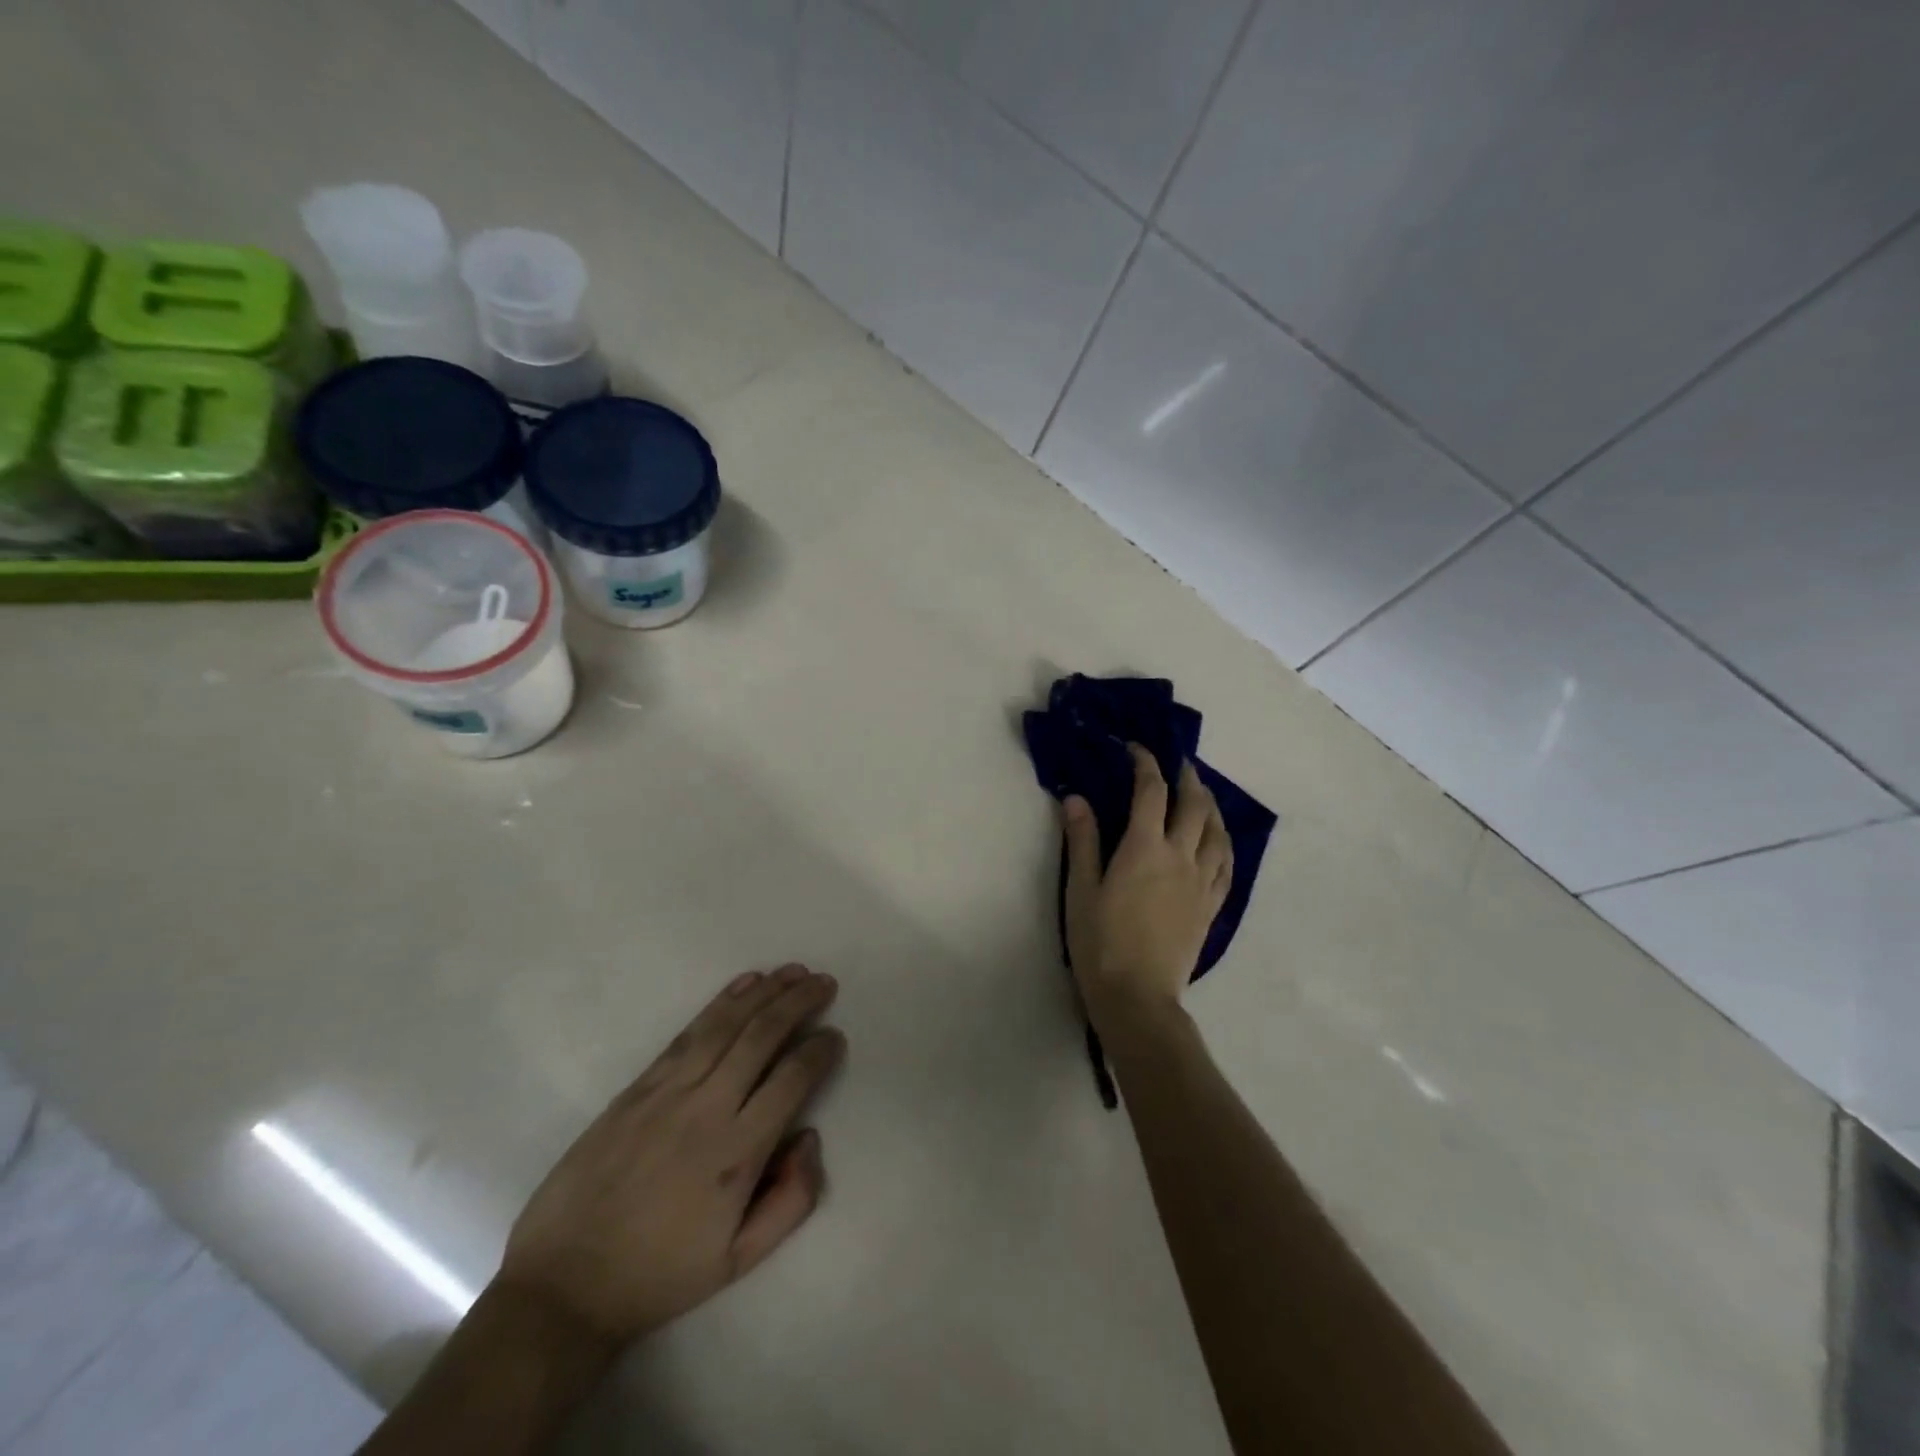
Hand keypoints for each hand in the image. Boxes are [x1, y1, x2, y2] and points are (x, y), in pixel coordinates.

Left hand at [496, 965, 843, 1350]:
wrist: (565, 1285)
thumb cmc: (660, 1274)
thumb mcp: (739, 1261)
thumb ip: (792, 1201)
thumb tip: (810, 1137)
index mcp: (737, 1154)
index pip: (792, 1080)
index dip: (820, 1051)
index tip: (835, 1037)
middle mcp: (707, 1109)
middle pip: (762, 1037)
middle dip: (799, 1002)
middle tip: (824, 982)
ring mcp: (668, 1092)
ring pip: (726, 1025)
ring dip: (765, 992)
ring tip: (793, 971)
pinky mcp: (639, 1087)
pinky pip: (688, 1032)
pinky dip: (721, 1003)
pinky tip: (744, 984)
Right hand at [1063, 746, 1231, 1034]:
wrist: (1138, 997)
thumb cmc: (1100, 942)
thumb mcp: (1080, 889)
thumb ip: (1082, 840)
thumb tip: (1077, 797)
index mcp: (1144, 848)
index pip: (1151, 791)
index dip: (1145, 763)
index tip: (1137, 748)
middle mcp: (1180, 856)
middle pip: (1194, 804)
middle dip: (1187, 776)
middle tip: (1179, 763)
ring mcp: (1201, 882)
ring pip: (1217, 831)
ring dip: (1211, 805)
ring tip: (1202, 795)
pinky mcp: (1210, 906)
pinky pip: (1227, 865)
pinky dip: (1224, 842)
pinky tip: (1219, 840)